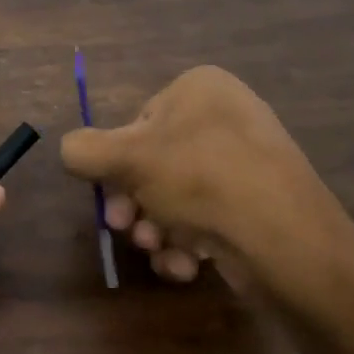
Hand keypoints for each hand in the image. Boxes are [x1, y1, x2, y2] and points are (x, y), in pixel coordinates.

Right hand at [59, 66, 353, 290]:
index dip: (117, 166)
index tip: (110, 200)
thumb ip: (82, 150)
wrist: (283, 237)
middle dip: (135, 205)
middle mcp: (227, 116)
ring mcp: (248, 161)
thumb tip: (69, 151)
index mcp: (200, 89)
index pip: (138, 124)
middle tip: (128, 231)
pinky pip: (209, 216)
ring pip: (178, 197)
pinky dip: (189, 242)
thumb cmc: (198, 179)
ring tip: (159, 251)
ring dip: (156, 229)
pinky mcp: (260, 203)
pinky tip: (187, 264)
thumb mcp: (125, 159)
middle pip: (155, 165)